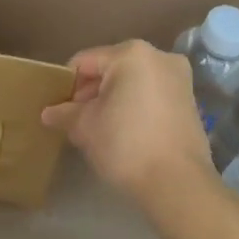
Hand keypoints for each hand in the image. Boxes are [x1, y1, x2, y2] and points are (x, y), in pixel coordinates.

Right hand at [40, 40, 214, 207]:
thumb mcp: (85, 127)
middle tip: (76, 120)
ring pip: (132, 82)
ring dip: (113, 100)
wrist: (178, 185)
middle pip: (111, 69)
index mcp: (131, 53)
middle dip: (91, 93)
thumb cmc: (126, 145)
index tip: (58, 108)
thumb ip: (64, 113)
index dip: (67, 84)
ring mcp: (179, 79)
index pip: (85, 62)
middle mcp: (159, 56)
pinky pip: (151, 96)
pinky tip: (124, 132)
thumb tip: (48, 113)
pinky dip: (135, 107)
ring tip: (98, 128)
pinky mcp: (190, 102)